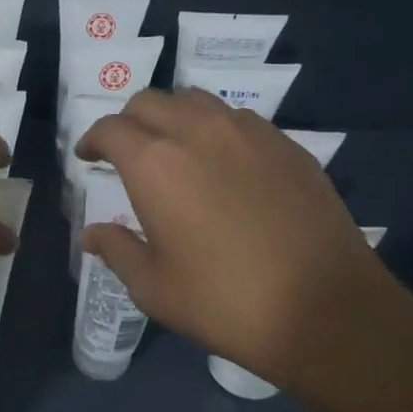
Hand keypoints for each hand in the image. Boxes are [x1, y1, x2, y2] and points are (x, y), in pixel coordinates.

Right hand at [76, 89, 412, 402]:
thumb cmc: (224, 302)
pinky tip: (223, 164)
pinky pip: (238, 119)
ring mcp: (248, 133)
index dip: (92, 140)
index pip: (110, 129)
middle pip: (150, 101)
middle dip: (128, 121)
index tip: (88, 158)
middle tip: (125, 152)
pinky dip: (215, 129)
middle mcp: (197, 132)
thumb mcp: (153, 287)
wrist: (325, 310)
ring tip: (173, 149)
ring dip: (172, 117)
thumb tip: (92, 234)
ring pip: (196, 101)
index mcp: (154, 163)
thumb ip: (117, 250)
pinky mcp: (287, 145)